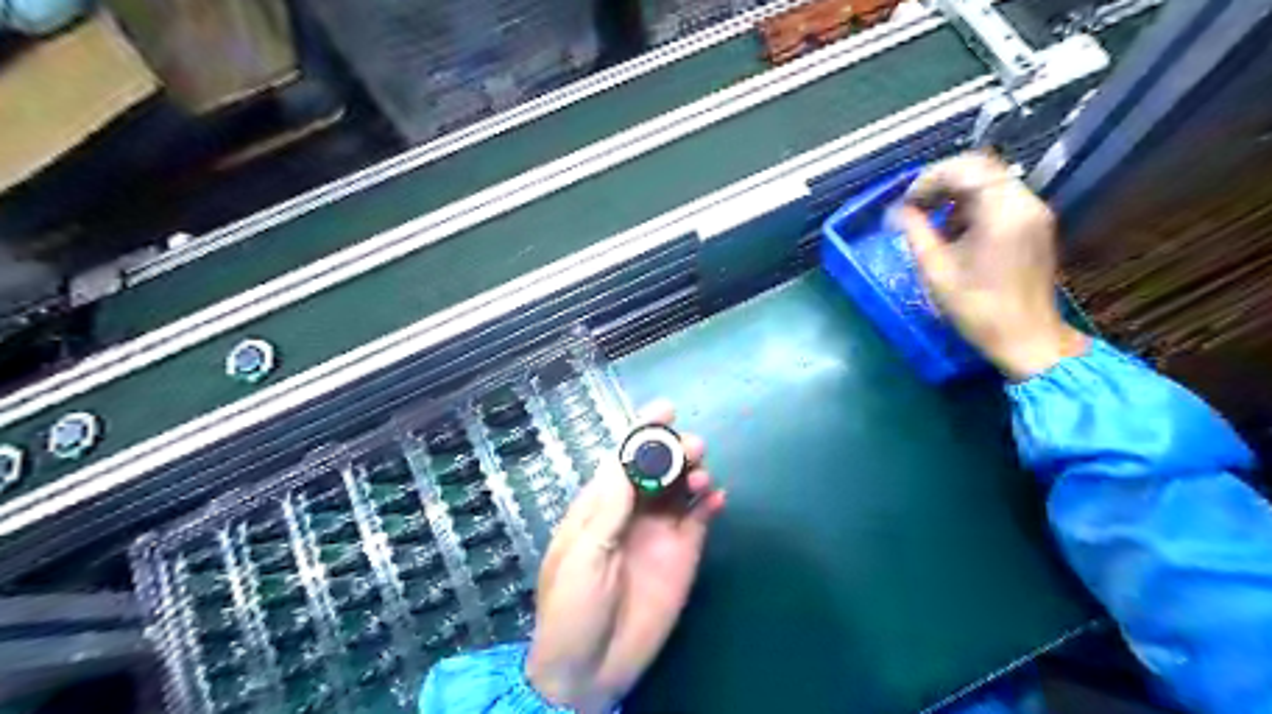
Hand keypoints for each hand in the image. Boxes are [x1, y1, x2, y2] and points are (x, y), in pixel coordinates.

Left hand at [524, 398, 725, 710]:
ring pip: (681, 487)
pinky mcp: (683, 553)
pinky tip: (717, 498)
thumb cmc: (572, 608)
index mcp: (600, 505)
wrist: (590, 669)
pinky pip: (700, 518)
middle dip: (672, 449)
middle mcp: (632, 510)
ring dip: (693, 472)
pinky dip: (710, 502)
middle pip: (657, 467)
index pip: (622, 458)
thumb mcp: (582, 555)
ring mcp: (660, 530)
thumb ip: (607, 509)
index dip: (642, 432)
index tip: (664, 409)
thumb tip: (625, 459)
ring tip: (700, 474)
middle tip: (691, 447)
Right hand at [898, 149, 1087, 377]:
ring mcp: (1034, 212)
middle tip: (914, 206)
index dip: (928, 179)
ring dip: (956, 194)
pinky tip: (955, 232)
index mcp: (1002, 211)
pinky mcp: (1035, 225)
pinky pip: (1000, 199)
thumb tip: (898, 212)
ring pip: (990, 182)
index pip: (964, 169)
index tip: (906, 203)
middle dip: (941, 182)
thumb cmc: (977, 309)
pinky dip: (972, 206)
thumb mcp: (936, 271)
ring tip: (931, 221)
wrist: (1027, 338)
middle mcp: (1024, 202)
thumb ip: (915, 233)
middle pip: (979, 169)